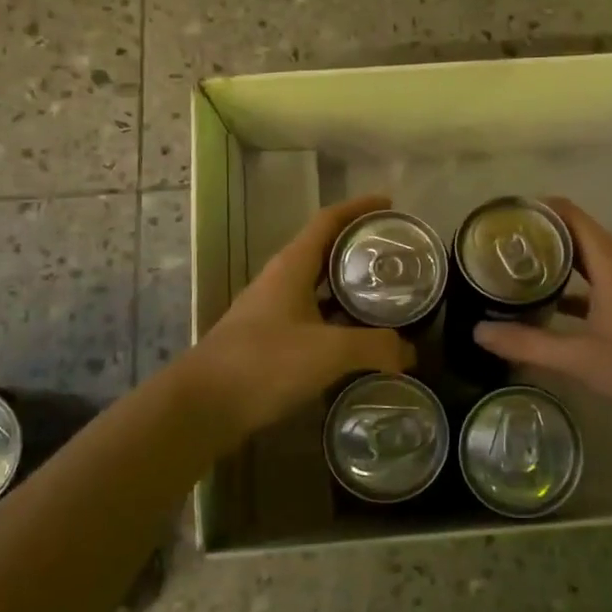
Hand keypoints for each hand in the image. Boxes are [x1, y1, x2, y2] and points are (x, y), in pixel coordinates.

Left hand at [186, 193, 415, 434]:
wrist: (202, 406)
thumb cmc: (263, 363)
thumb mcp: (328, 352)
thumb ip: (374, 346)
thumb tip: (409, 350)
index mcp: (291, 266)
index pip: (329, 221)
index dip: (359, 208)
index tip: (390, 205)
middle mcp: (280, 280)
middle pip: (325, 250)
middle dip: (360, 248)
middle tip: (397, 257)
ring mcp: (271, 310)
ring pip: (318, 286)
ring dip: (349, 287)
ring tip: (386, 296)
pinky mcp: (268, 340)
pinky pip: (312, 317)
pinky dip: (337, 320)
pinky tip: (358, 340)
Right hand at [475, 197, 611, 425]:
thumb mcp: (581, 358)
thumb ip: (528, 344)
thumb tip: (478, 332)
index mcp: (609, 260)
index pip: (567, 213)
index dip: (533, 210)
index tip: (498, 220)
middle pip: (572, 233)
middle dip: (534, 237)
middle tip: (492, 249)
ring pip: (582, 260)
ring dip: (550, 262)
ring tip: (508, 273)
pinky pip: (593, 284)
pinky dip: (567, 288)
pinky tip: (542, 308)